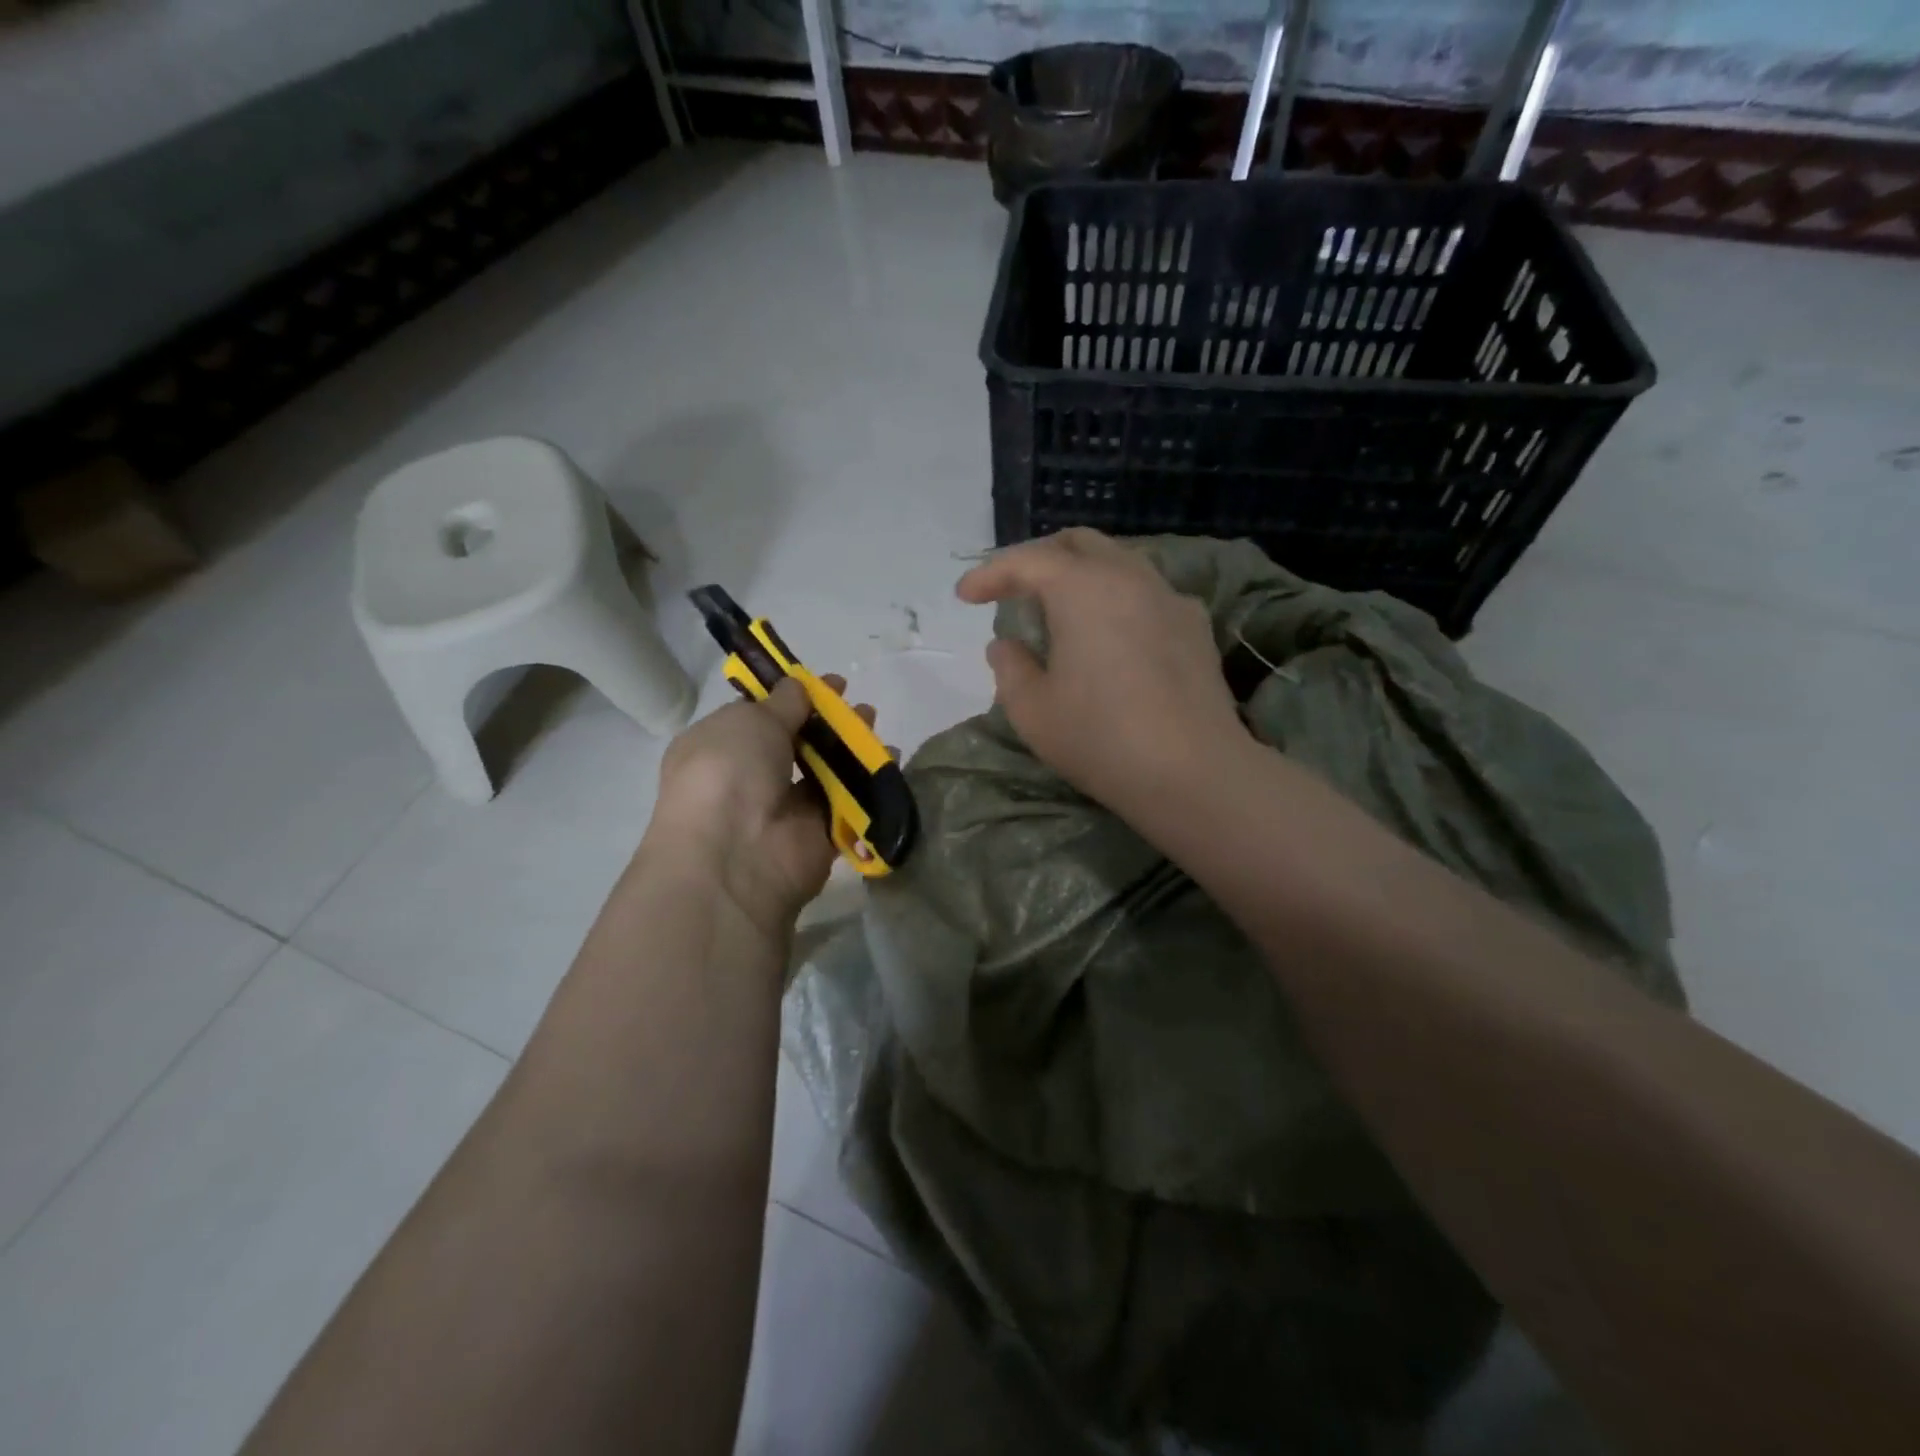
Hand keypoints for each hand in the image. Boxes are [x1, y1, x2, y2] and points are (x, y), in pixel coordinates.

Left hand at [649, 676, 875, 941]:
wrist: (735, 854)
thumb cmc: (727, 772)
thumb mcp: (750, 720)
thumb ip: (781, 703)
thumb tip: (797, 688)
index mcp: (719, 748)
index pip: (758, 717)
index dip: (791, 697)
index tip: (825, 683)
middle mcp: (749, 779)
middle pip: (796, 743)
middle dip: (826, 721)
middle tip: (855, 704)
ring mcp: (784, 811)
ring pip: (823, 772)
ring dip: (849, 746)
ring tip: (873, 722)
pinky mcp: (818, 837)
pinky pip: (847, 802)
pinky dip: (868, 781)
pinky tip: (889, 757)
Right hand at [955, 529, 1246, 810]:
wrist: (1193, 772)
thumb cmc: (1100, 738)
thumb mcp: (1032, 710)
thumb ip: (1010, 667)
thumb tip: (1006, 645)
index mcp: (1082, 588)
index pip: (1027, 561)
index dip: (989, 574)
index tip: (965, 597)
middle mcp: (1129, 577)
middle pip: (1078, 544)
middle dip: (1039, 558)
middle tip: (1013, 589)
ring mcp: (1169, 597)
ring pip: (1118, 562)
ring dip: (1081, 575)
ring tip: (1060, 611)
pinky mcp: (1196, 626)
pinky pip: (1147, 592)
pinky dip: (1117, 598)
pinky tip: (1111, 633)